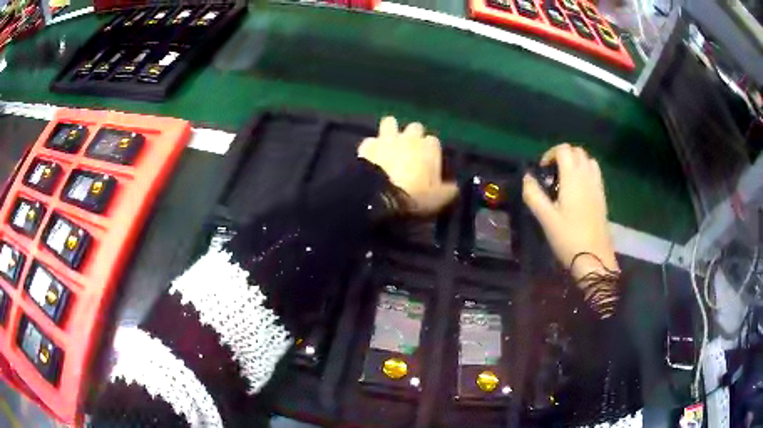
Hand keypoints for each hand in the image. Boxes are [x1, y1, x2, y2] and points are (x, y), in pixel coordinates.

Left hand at [358, 116, 458, 214]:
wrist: (380, 195)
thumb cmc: (415, 196)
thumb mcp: (439, 199)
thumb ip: (449, 190)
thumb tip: (454, 187)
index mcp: (430, 147)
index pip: (434, 142)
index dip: (431, 151)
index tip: (429, 163)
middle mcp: (410, 137)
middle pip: (415, 127)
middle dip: (413, 136)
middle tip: (410, 152)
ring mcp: (387, 138)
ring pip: (390, 122)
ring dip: (391, 131)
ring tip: (389, 144)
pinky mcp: (368, 145)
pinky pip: (370, 141)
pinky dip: (371, 147)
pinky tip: (370, 156)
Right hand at [522, 144, 618, 283]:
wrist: (595, 258)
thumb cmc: (568, 238)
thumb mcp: (545, 218)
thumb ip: (533, 194)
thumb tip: (527, 177)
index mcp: (573, 178)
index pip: (564, 149)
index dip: (550, 154)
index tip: (542, 171)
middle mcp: (587, 176)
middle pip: (577, 151)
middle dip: (562, 156)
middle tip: (552, 174)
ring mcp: (597, 186)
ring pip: (588, 160)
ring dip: (575, 162)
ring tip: (565, 180)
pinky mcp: (602, 196)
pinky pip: (595, 173)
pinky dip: (585, 172)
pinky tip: (577, 191)